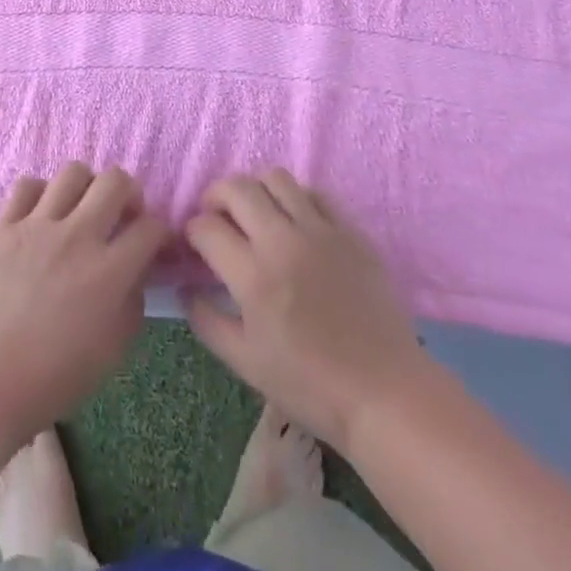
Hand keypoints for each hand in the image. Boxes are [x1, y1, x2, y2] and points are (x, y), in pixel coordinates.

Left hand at [0, 164, 170, 445]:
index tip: (154, 243)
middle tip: (122, 215)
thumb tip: (134, 273)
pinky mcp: (4, 226)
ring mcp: (38, 226)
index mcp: (109, 271)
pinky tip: (41, 214)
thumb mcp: (111, 352)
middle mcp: (77, 236)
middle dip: (129, 192)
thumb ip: (131, 304)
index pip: (151, 227)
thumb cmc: (52, 379)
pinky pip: (26, 185)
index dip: (160, 232)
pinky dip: (40, 193)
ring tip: (81, 209)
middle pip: (115, 180)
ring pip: (72, 172)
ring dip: (86, 187)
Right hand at [184, 170, 439, 453]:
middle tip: (217, 219)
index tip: (195, 245)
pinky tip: (294, 222)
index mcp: (254, 276)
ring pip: (275, 177)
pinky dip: (295, 198)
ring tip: (254, 213)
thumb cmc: (310, 386)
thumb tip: (185, 288)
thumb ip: (207, 321)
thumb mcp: (246, 363)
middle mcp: (283, 241)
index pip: (206, 227)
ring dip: (255, 189)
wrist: (385, 393)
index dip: (192, 232)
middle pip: (236, 187)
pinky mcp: (349, 231)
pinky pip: (314, 193)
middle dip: (215, 197)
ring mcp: (320, 231)